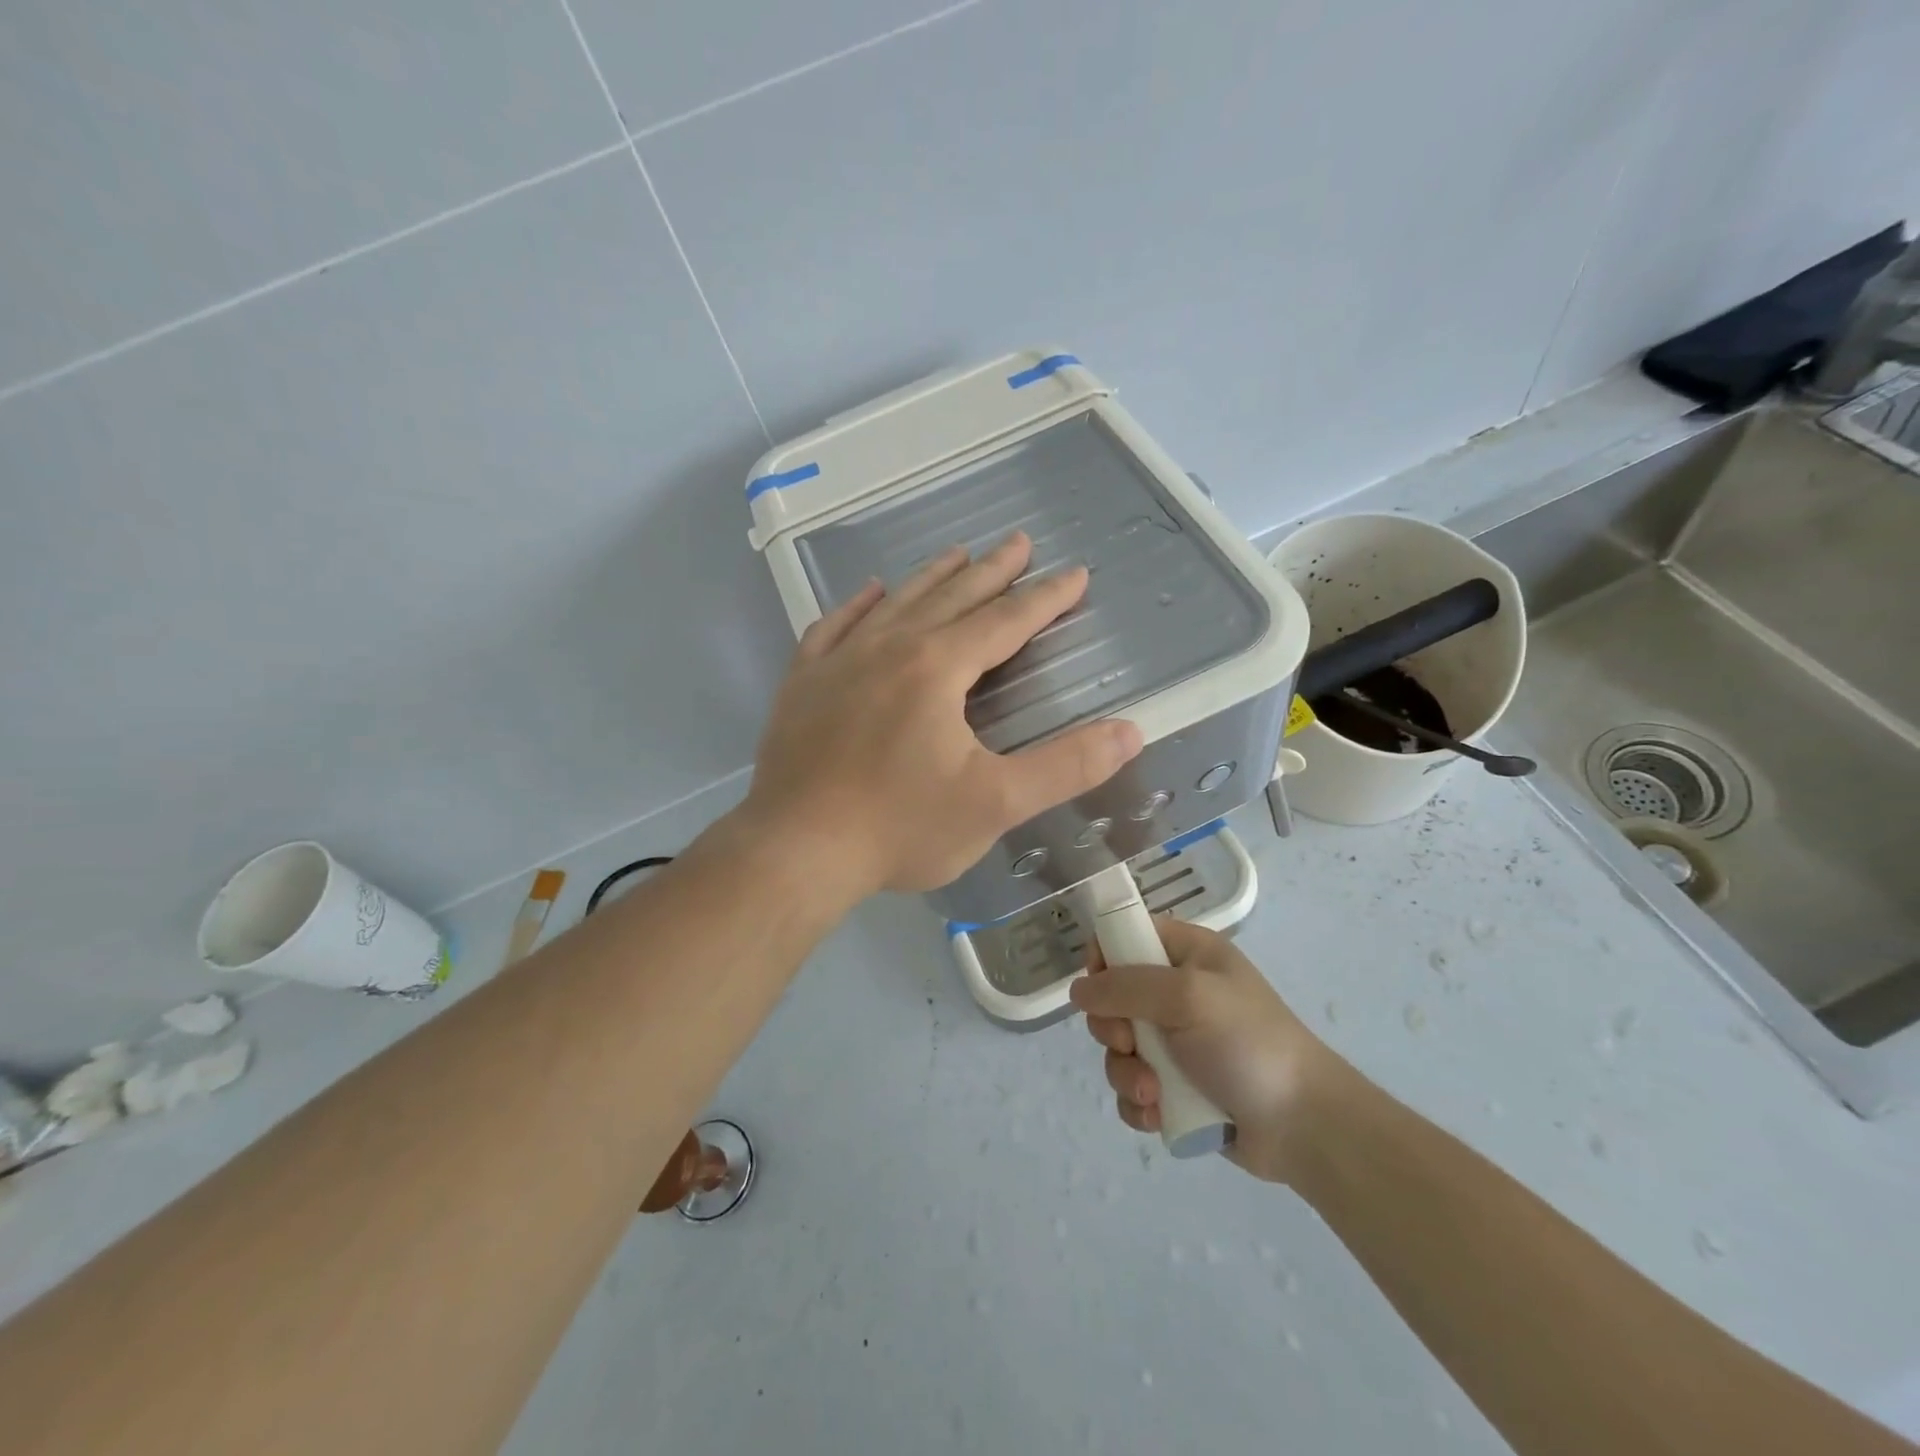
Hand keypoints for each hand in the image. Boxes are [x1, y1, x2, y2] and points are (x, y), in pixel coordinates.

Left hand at [740, 532, 1143, 902]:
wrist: (796, 850)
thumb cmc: (900, 828)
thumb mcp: (996, 804)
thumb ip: (1066, 767)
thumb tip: (1131, 733)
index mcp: (938, 668)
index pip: (1005, 621)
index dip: (1045, 598)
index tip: (1075, 575)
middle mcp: (889, 648)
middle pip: (952, 597)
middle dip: (992, 570)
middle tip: (1019, 541)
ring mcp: (839, 661)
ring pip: (896, 603)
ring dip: (932, 577)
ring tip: (957, 553)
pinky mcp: (803, 682)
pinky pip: (833, 626)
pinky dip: (858, 605)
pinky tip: (869, 592)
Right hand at [1069, 918, 1335, 1183]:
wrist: (1304, 1126)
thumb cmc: (1248, 1043)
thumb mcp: (1188, 997)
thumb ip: (1126, 986)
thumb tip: (1077, 990)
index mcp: (1188, 955)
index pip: (1128, 936)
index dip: (1105, 956)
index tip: (1099, 985)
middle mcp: (1178, 994)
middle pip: (1113, 997)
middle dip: (1112, 1027)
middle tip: (1130, 1043)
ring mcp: (1176, 1043)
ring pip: (1118, 1049)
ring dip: (1125, 1073)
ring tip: (1152, 1093)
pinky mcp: (1176, 1088)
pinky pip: (1133, 1088)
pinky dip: (1139, 1103)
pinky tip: (1159, 1114)